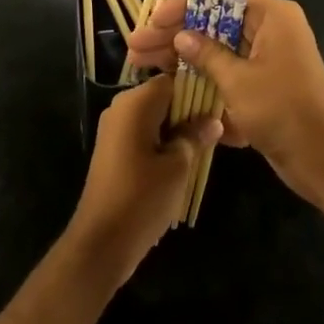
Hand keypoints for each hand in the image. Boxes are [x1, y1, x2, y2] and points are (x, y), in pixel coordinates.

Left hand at [66, 73, 219, 290]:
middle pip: (165, 97)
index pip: (174, 80)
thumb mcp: (178, 167)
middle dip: (192, 111)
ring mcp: (115, 129)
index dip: (200, 90)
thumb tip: (212, 121)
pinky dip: (164, 142)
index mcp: (135, 103)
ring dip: (180, 129)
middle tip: (221, 129)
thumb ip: (195, 137)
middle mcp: (122, 108)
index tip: (222, 105)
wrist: (100, 243)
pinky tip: (185, 160)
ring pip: (156, 117)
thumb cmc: (141, 198)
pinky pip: (145, 134)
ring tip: (207, 146)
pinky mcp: (114, 150)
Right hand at [127, 0, 323, 210]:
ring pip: (217, 51)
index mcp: (271, 16)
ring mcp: (268, 59)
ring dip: (183, 59)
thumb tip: (180, 36)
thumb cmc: (283, 111)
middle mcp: (271, 30)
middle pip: (214, 24)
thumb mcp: (238, 81)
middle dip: (175, 36)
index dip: (184, 6)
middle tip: (136, 46)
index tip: (153, 18)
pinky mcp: (264, 86)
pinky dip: (204, 79)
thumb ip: (207, 55)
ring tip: (142, 66)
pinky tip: (171, 88)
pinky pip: (228, 74)